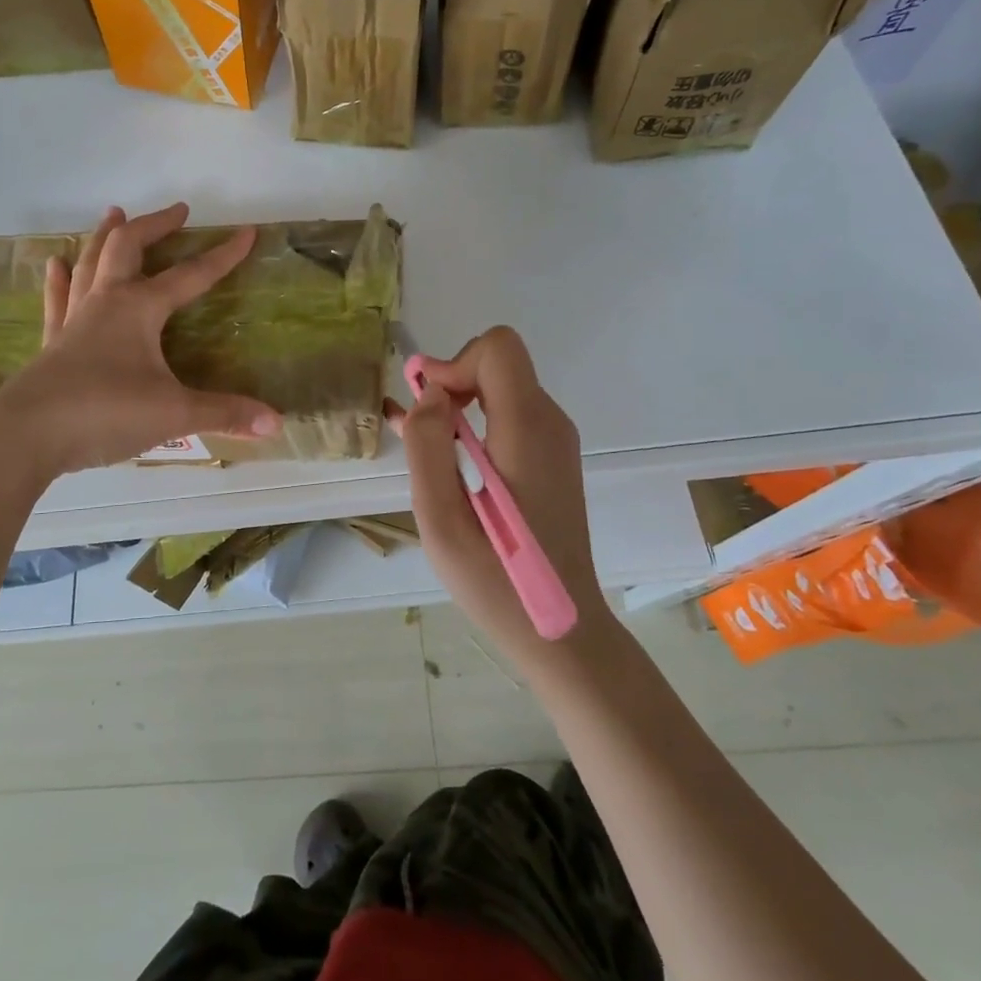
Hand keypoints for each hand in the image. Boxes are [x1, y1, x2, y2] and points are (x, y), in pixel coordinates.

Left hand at [0, 203, 281, 477]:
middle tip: (177, 211)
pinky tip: (56, 263)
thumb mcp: (173, 414)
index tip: (246, 233)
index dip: (222, 255)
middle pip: (128, 248)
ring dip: (105, 236)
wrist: (27, 434)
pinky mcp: (52, 343)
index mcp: (139, 309)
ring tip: (114, 212)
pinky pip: (58, 300)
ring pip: (90, 263)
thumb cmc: (105, 413)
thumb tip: (276, 423)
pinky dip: (61, 279)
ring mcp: (74, 320)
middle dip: (155, 226)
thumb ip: (224, 414)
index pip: (190, 275)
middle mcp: (106, 302)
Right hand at [392, 327, 613, 672]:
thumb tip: (429, 393)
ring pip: (501, 386)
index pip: (497, 348)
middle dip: (451, 382)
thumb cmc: (496, 583)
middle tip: (418, 430)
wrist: (561, 632)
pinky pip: (509, 414)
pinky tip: (443, 454)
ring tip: (420, 445)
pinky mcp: (551, 458)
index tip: (426, 408)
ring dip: (458, 404)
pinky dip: (473, 421)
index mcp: (526, 431)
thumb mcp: (441, 519)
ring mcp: (555, 441)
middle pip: (498, 363)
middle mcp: (549, 424)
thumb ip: (427, 446)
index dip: (454, 363)